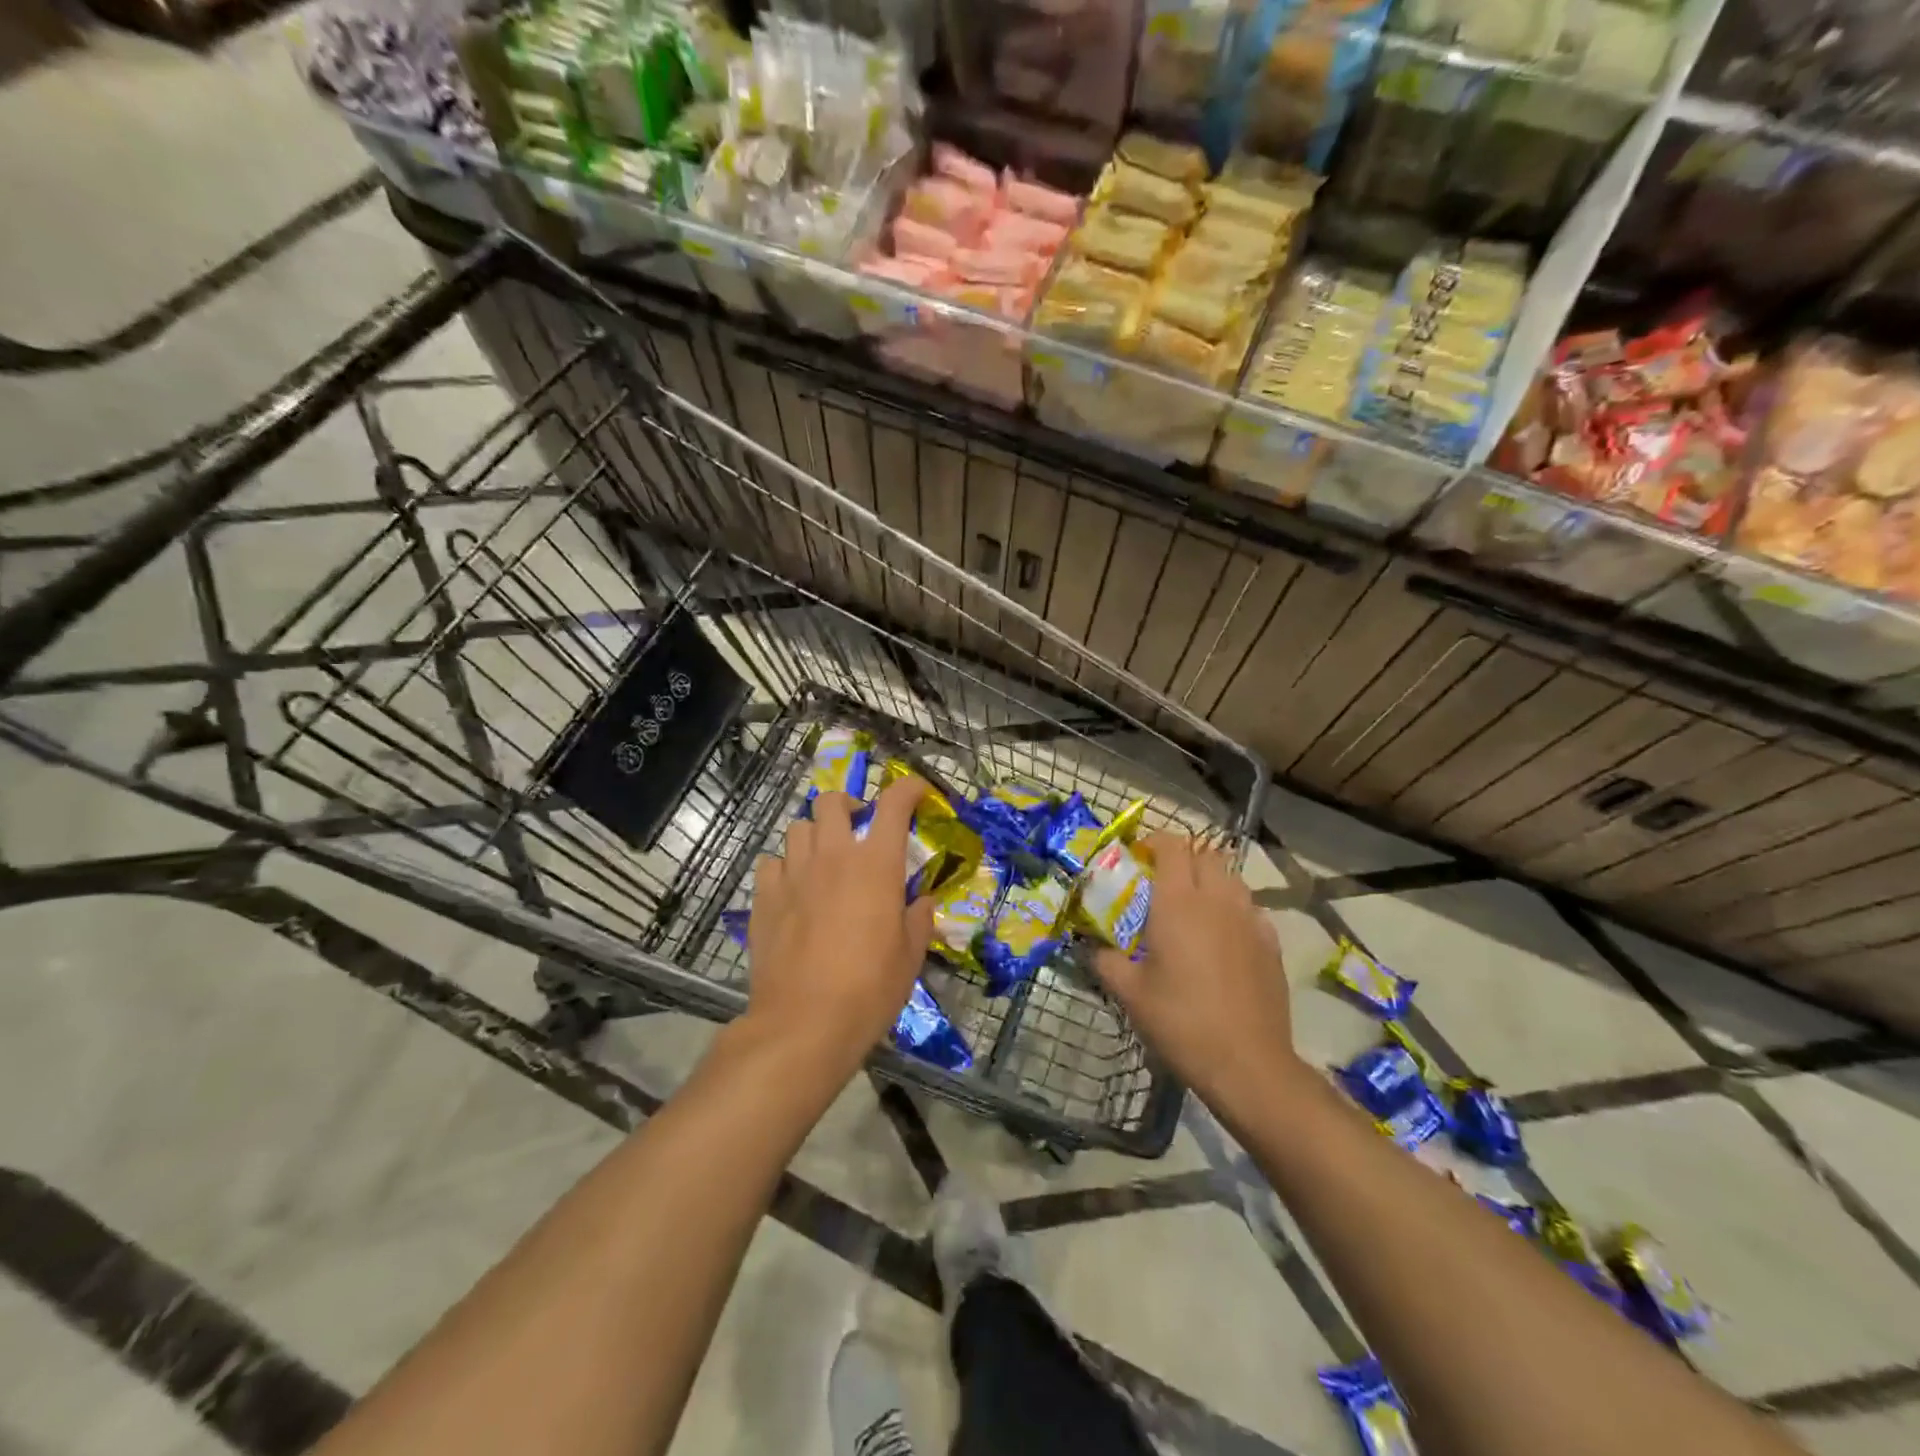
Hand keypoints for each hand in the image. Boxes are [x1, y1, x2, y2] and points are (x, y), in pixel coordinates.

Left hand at [742, 774, 936, 1078]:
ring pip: (798, 828)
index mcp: (876, 864)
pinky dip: (785, 866)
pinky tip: (792, 888)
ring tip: (823, 859)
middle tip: (858, 827)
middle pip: (831, 802)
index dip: (908, 789)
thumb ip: (918, 919)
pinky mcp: (764, 897)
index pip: (894, 805)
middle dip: (847, 806)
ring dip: (814, 835)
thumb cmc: (869, 989)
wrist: (804, 1022)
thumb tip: (919, 901)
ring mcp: (793, 874)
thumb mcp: (910, 956)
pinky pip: (772, 863)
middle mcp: (833, 856)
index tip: (917, 792)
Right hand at [1092, 834, 1297, 1109]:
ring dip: (1209, 879)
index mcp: (1178, 903)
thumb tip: (1089, 947)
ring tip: (1191, 906)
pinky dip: (1233, 908)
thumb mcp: (1129, 994)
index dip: (1154, 842)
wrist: (1248, 1065)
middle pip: (1204, 855)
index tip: (1137, 857)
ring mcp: (1249, 920)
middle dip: (1182, 857)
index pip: (1172, 846)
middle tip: (1160, 881)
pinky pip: (1250, 908)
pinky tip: (1222, 937)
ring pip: (1231, 878)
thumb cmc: (1181, 1022)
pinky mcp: (1271, 943)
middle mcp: (1217, 900)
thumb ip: (1104, 961)